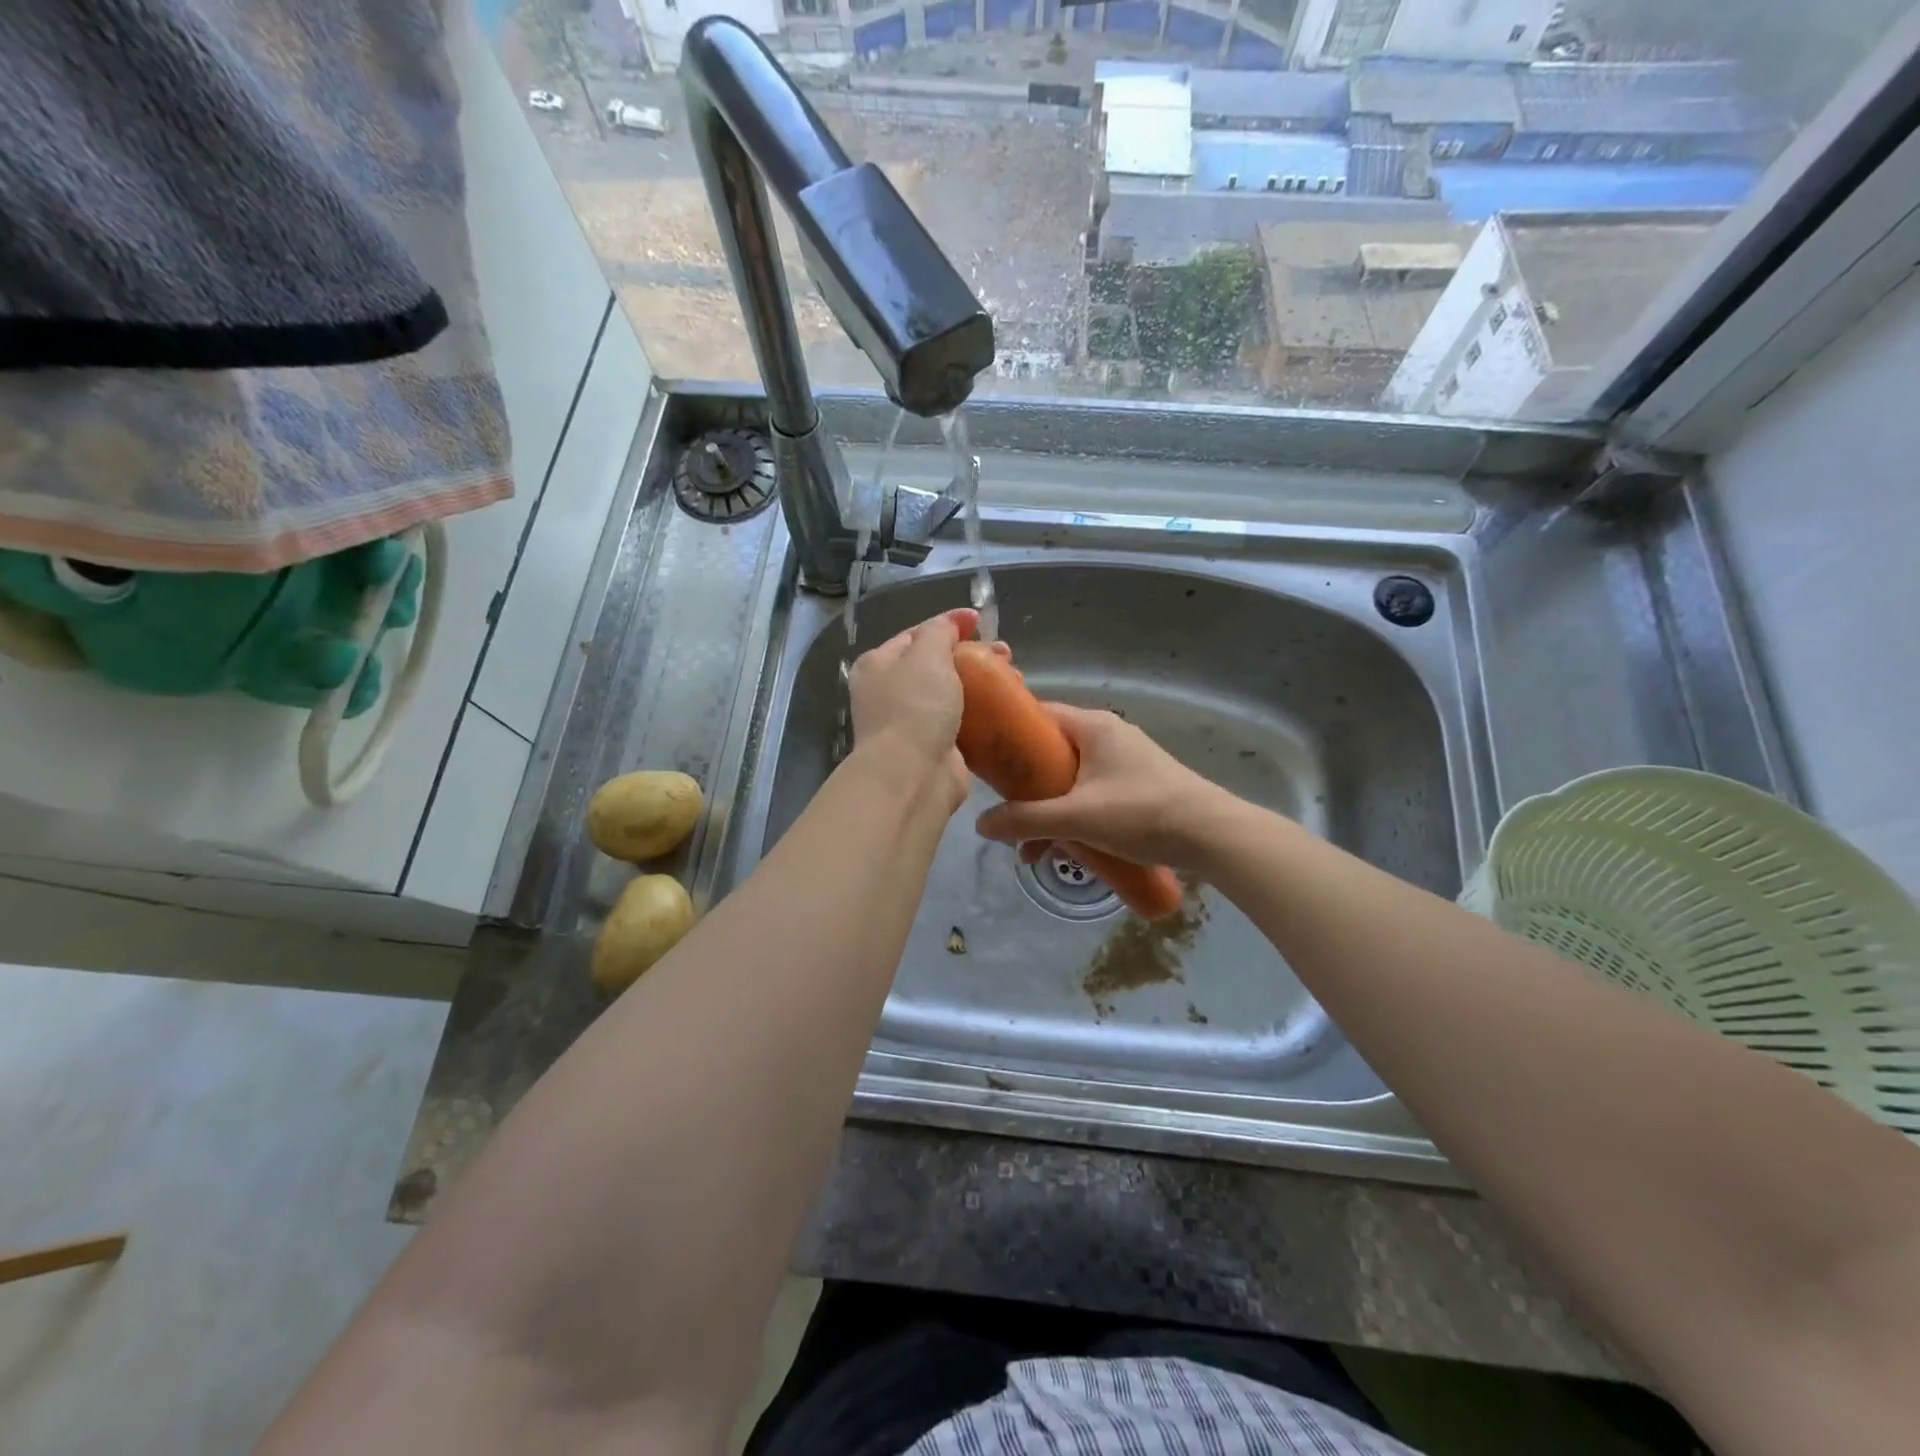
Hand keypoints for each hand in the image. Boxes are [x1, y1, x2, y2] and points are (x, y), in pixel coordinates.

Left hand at [847, 607, 1007, 814]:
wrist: (913, 776)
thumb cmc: (914, 707)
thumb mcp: (925, 654)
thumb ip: (939, 630)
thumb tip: (954, 620)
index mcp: (877, 665)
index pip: (915, 635)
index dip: (948, 625)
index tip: (981, 621)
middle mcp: (889, 693)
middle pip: (936, 665)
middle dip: (972, 655)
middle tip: (1006, 654)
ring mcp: (912, 723)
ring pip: (953, 694)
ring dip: (983, 684)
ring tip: (1014, 678)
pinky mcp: (936, 749)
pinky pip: (963, 723)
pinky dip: (984, 714)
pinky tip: (1006, 707)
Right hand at [973, 704, 1226, 869]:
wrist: (1212, 835)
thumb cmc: (1141, 813)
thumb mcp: (1076, 817)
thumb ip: (1026, 820)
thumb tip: (980, 824)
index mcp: (1092, 726)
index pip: (1037, 715)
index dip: (1007, 735)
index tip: (984, 762)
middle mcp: (1107, 735)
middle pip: (1051, 753)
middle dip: (1026, 789)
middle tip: (1006, 816)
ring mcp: (1125, 760)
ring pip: (1071, 779)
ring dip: (1049, 811)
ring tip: (1033, 852)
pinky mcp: (1137, 784)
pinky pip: (1092, 792)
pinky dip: (1075, 816)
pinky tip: (1067, 850)